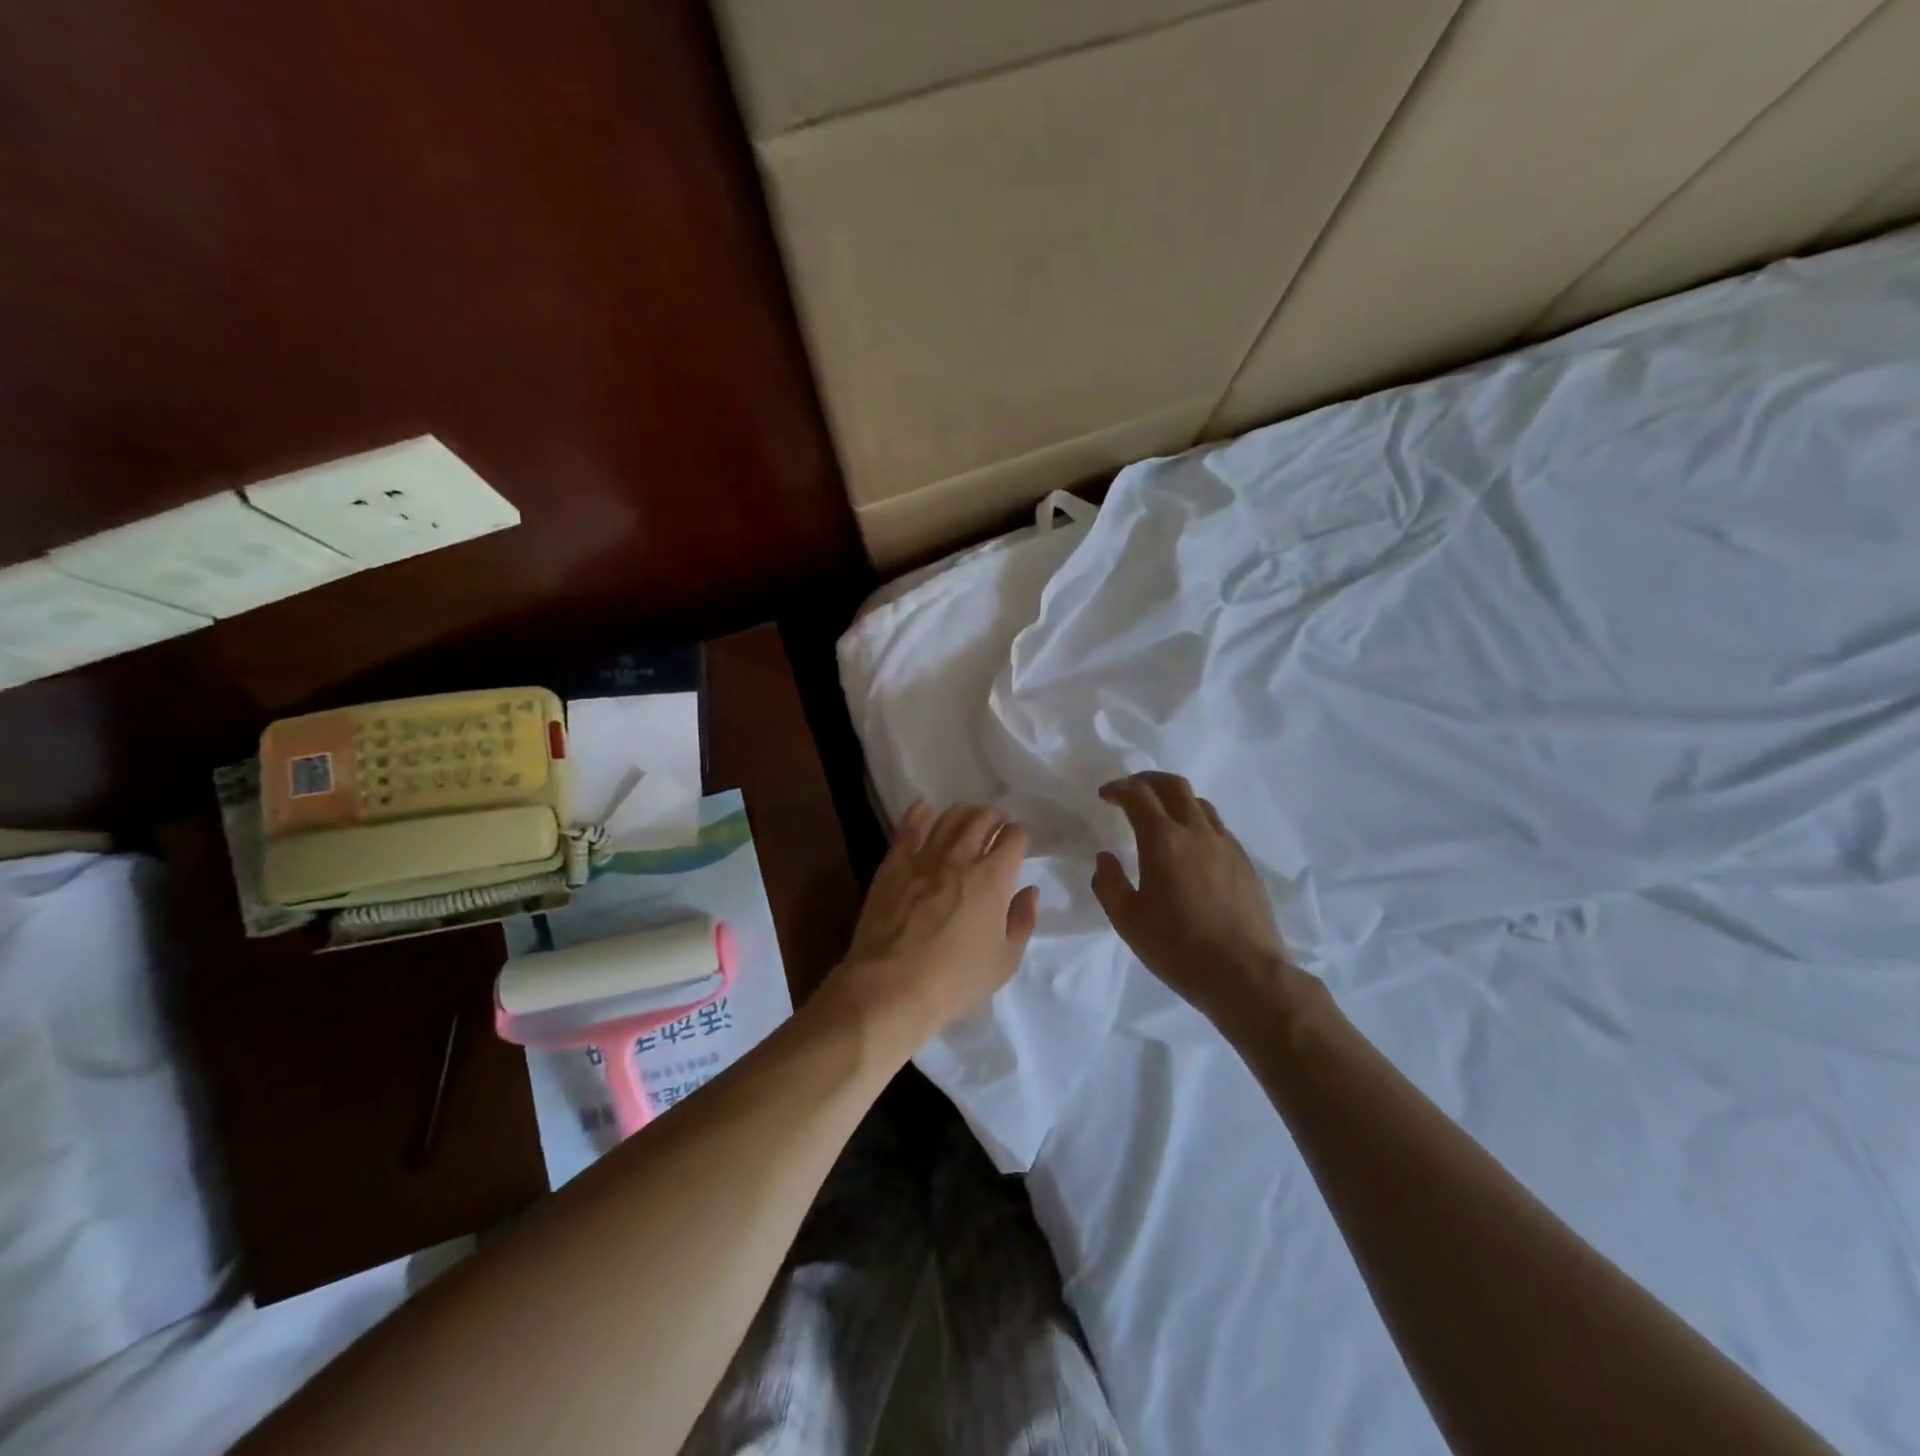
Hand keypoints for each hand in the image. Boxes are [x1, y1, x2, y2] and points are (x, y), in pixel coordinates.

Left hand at [825, 801, 1039, 1051]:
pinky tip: (926, 808)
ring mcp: (924, 857)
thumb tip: (1029, 891)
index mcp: (994, 878)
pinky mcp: (894, 863)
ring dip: (964, 813)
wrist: (891, 987)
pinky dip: (920, 812)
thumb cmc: (955, 981)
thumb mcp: (1004, 961)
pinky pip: (909, 826)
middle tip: (996, 825)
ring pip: (949, 817)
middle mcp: (961, 857)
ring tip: (968, 818)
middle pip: (982, 818)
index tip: (1018, 844)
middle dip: (994, 817)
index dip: (1019, 836)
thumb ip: (1022, 921)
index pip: (1014, 837)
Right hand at [1091, 772, 1298, 1025]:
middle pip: (1174, 786)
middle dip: (1148, 780)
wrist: (1246, 975)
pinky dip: (1197, 822)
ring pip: (1200, 804)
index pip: (1138, 795)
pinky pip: (1217, 828)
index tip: (1105, 796)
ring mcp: (1226, 846)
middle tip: (1131, 791)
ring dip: (1175, 800)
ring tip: (1161, 816)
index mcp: (1164, 840)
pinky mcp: (1245, 864)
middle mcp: (1197, 832)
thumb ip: (1109, 884)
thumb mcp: (1128, 920)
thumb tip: (1105, 858)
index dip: (1118, 789)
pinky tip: (1191, 848)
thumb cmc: (1178, 948)